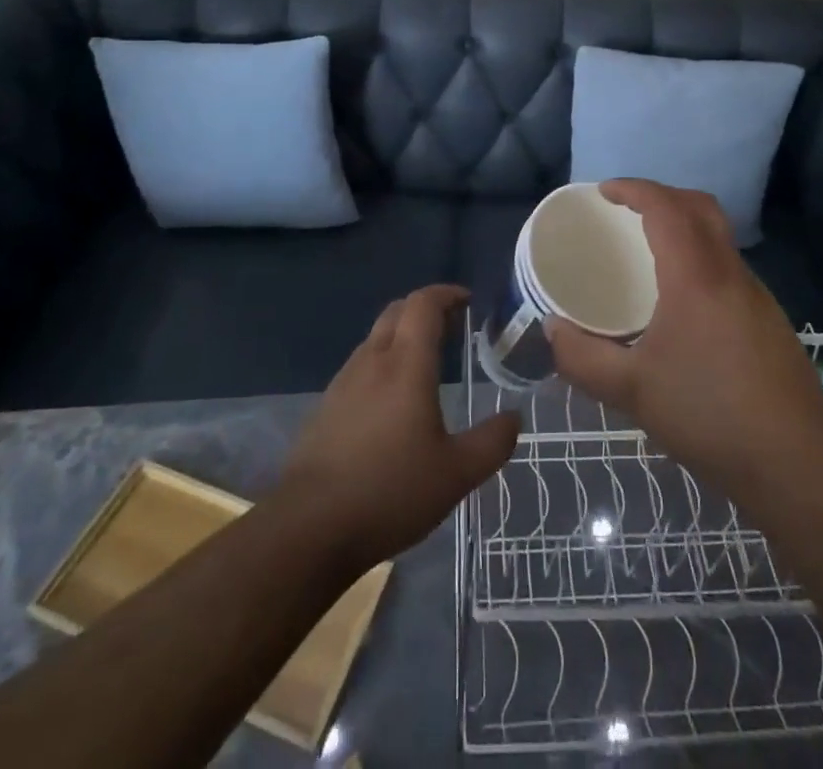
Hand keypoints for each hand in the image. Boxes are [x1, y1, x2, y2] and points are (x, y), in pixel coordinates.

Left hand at [276, 285, 518, 572]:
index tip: (468, 301)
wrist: (308, 528)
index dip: (447, 294)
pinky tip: (392, 402)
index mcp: (406, 364)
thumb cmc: (390, 491)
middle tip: (452, 327)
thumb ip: (491, 443)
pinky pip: (360, 367)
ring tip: (426, 362)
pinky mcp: (325, 407)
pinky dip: (382, 364)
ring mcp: (343, 383)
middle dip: (425, 309)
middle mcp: (372, 361)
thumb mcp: (456, 474)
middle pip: (397, 312)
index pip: (423, 304)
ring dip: (402, 335)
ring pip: (375, 338)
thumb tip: (513, 417)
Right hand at [547, 181, 822, 504]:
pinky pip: (729, 266)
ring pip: (719, 236)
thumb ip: (582, 358)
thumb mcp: (631, 391)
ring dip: (685, 226)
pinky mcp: (770, 319)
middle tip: (627, 211)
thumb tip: (551, 330)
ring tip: (649, 252)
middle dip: (663, 195)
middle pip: (701, 207)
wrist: (796, 464)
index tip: (605, 192)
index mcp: (695, 277)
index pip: (666, 207)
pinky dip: (700, 257)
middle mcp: (730, 273)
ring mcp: (756, 295)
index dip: (634, 189)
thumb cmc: (708, 416)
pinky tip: (682, 302)